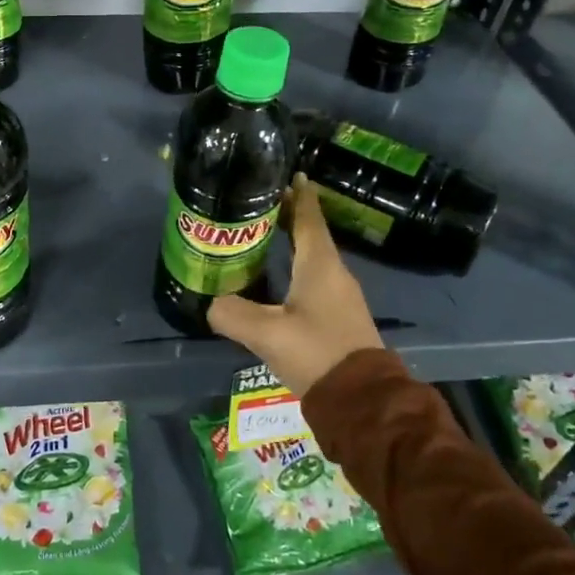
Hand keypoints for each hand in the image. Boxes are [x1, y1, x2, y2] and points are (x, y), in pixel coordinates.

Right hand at [208, 175, 383, 397]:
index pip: (308, 218)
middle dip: (289, 215)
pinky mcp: (339, 316)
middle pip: (310, 233)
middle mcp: (334, 273)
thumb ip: (232, 314)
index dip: (299, 195)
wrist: (363, 400)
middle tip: (260, 203)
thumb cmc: (316, 353)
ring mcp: (340, 295)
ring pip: (313, 256)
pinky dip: (296, 265)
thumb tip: (211, 304)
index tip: (291, 173)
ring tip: (263, 235)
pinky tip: (278, 277)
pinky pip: (315, 277)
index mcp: (320, 265)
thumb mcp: (267, 334)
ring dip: (292, 241)